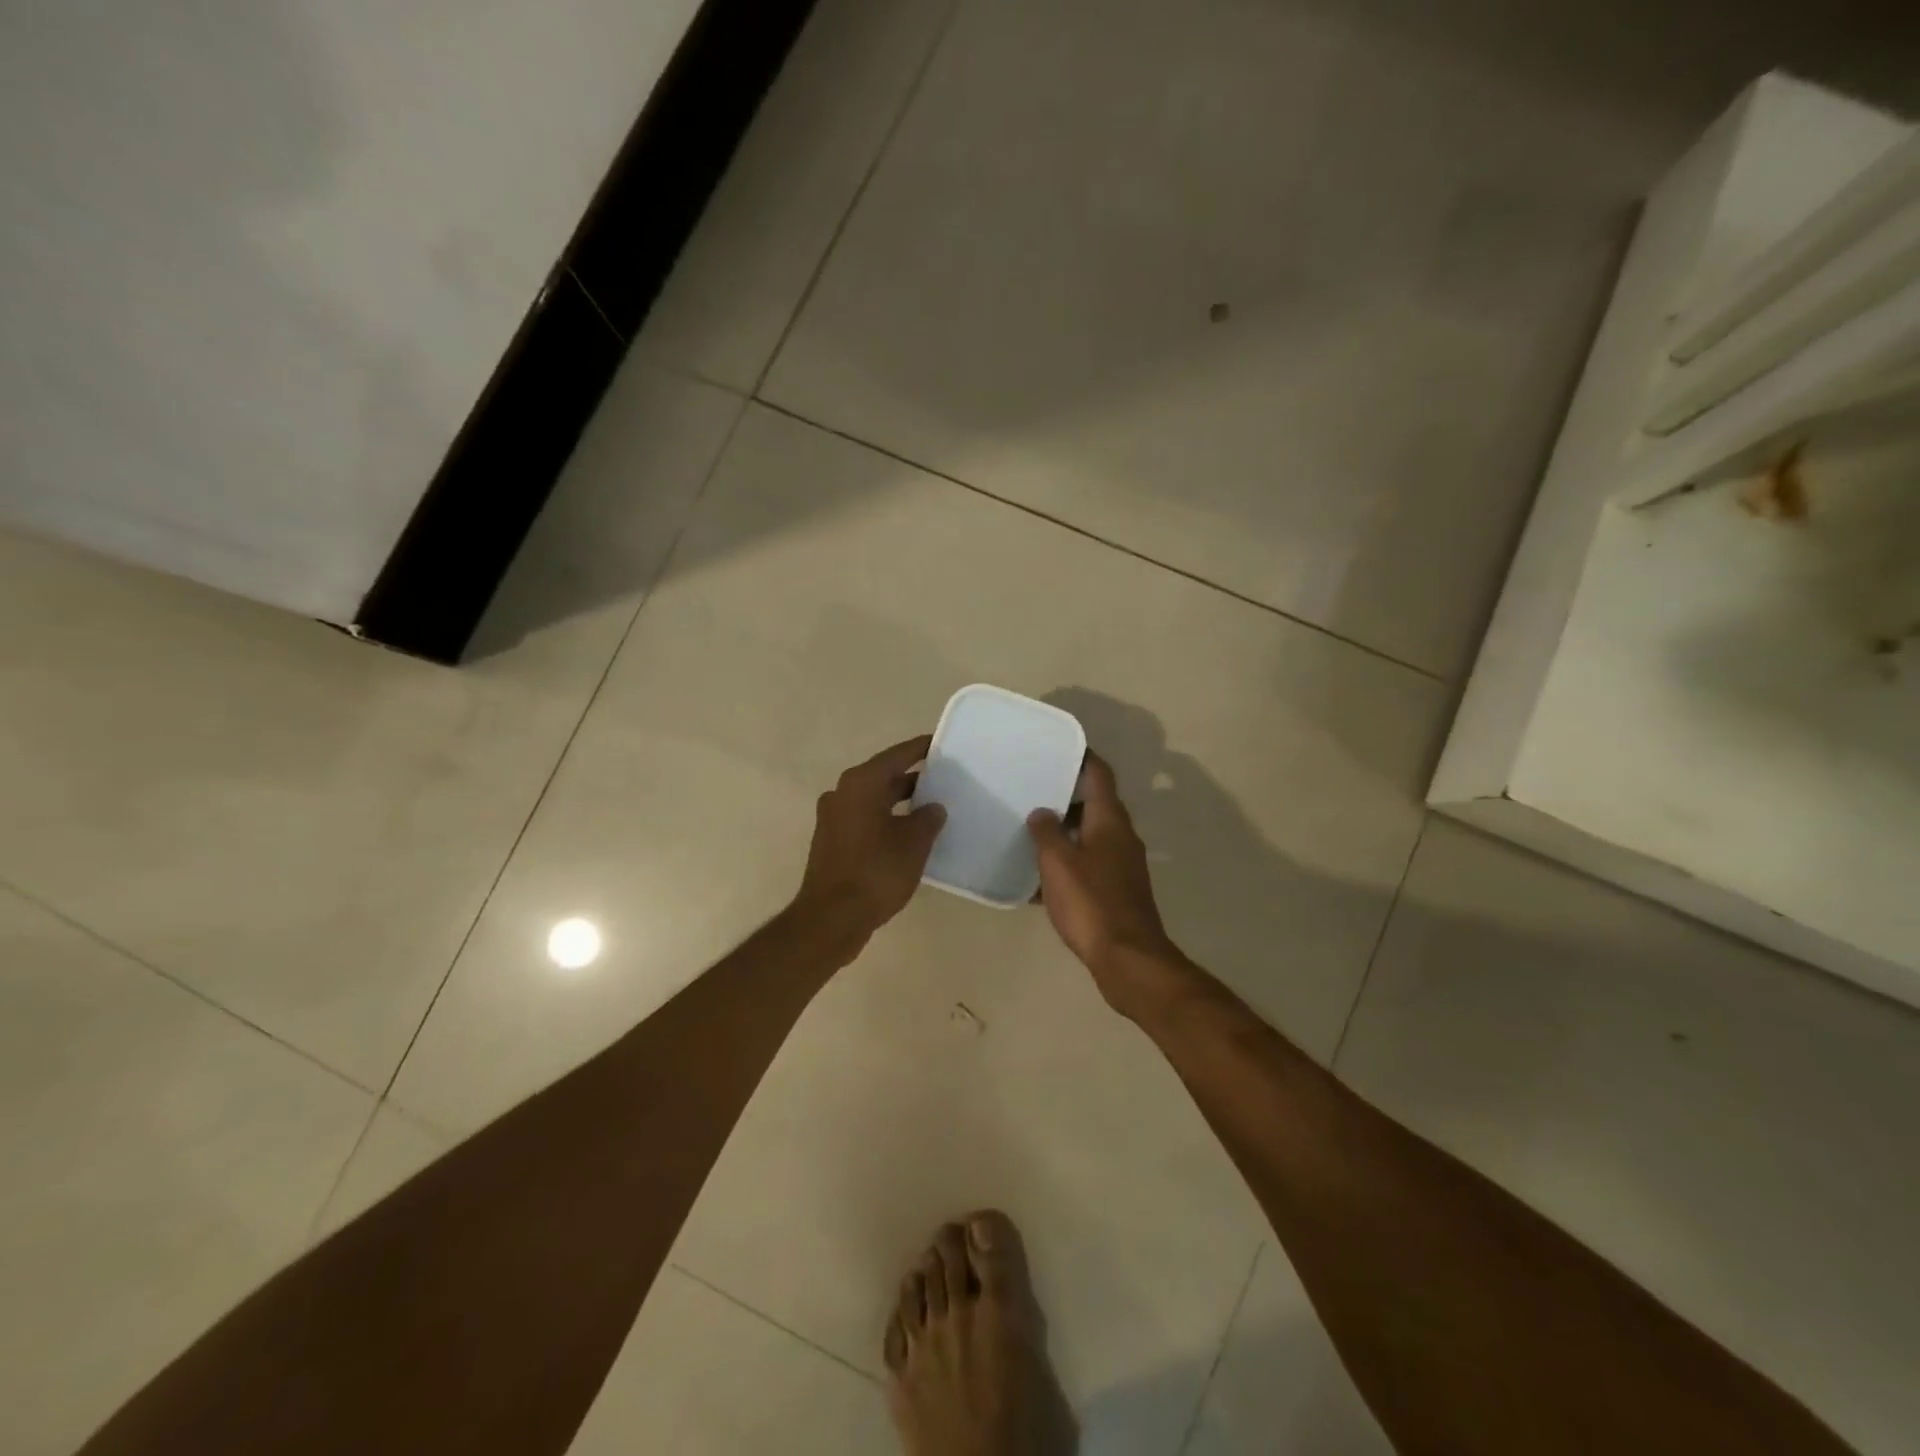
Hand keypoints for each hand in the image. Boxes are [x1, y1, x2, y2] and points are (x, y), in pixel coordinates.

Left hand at [794, 736, 946, 946]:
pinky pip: (864, 819)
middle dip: (912, 778)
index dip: (920, 749)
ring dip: (899, 802)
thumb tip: (933, 808)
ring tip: (931, 808)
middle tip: (942, 779)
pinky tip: (908, 835)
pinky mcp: (831, 841)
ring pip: (873, 800)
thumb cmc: (876, 872)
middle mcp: (842, 793)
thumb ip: (928, 819)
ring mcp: (833, 818)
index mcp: (861, 784)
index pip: (896, 756)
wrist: (832, 918)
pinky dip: (886, 820)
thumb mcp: (914, 843)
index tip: (939, 743)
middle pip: (882, 777)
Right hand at [1027, 754, 1187, 1015]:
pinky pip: (1087, 864)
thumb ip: (1046, 832)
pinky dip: (1067, 862)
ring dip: (1063, 831)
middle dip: (1064, 795)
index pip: (1098, 774)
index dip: (1081, 757)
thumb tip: (1041, 812)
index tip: (1056, 747)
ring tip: (1029, 828)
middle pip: (1094, 803)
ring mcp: (1121, 865)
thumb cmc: (1091, 902)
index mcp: (1110, 820)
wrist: (1127, 958)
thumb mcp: (1058, 862)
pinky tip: (1038, 877)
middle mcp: (1120, 836)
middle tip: (1032, 788)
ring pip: (1089, 835)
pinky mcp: (1116, 890)